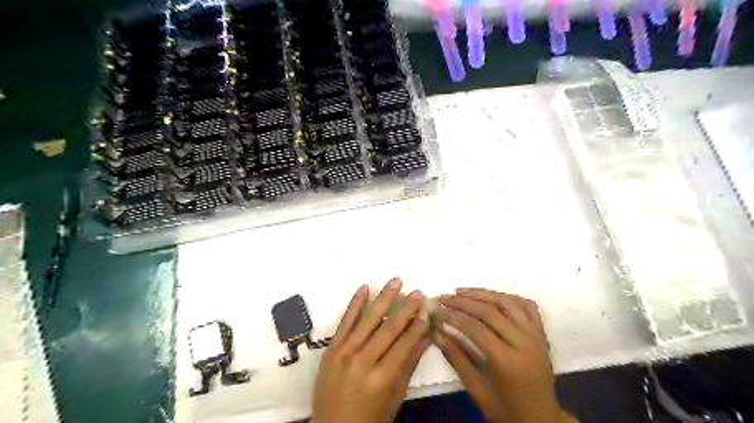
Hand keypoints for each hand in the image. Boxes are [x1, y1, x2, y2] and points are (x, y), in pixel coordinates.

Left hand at [313, 278, 428, 422]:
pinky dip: (355, 303)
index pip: (405, 344)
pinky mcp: (331, 348)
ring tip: (395, 281)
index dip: (418, 325)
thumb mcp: (395, 396)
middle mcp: (363, 361)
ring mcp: (344, 352)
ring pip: (368, 319)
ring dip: (383, 298)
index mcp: (382, 377)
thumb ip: (409, 364)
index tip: (428, 308)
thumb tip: (427, 337)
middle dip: (406, 308)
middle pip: (389, 328)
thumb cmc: (370, 418)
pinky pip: (345, 321)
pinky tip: (364, 288)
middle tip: (418, 292)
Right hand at [433, 290, 574, 422]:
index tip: (437, 309)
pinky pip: (526, 306)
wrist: (541, 419)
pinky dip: (508, 297)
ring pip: (507, 303)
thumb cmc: (505, 409)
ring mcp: (536, 335)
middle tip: (444, 297)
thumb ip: (456, 358)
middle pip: (491, 311)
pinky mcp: (541, 333)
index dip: (454, 316)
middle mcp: (524, 343)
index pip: (476, 329)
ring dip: (483, 294)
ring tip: (461, 291)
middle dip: (463, 302)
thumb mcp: (476, 389)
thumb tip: (437, 333)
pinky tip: (491, 296)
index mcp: (508, 361)